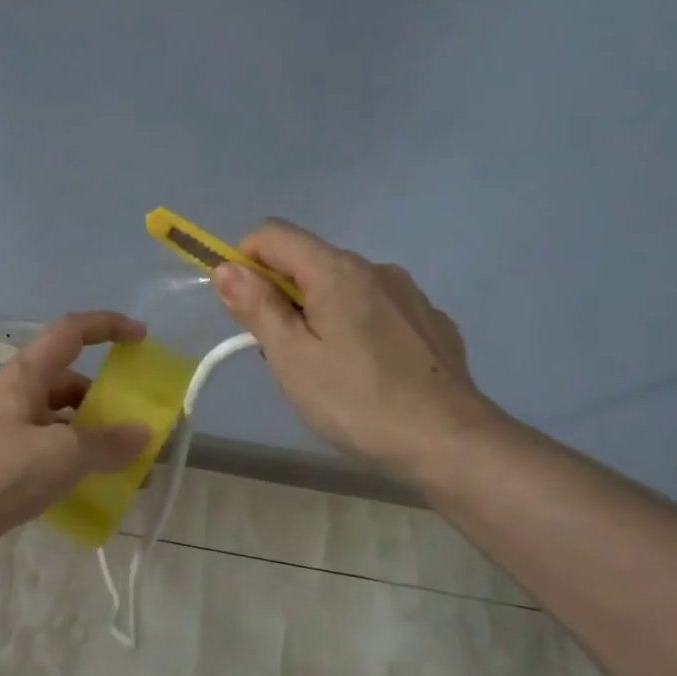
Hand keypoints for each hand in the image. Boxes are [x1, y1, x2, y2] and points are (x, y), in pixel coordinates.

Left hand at [0, 311, 152, 567]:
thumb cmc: (2, 472)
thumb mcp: (64, 455)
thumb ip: (108, 442)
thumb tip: (142, 434)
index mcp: (26, 375)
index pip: (71, 331)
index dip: (108, 327)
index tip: (141, 339)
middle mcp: (16, 394)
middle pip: (70, 382)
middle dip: (107, 402)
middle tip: (138, 429)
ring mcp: (6, 429)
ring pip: (61, 421)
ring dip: (94, 438)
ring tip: (127, 470)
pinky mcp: (2, 462)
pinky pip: (49, 451)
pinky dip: (75, 463)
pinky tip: (95, 490)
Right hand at [211, 219, 497, 482]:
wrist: (449, 441)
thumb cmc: (356, 401)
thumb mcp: (291, 358)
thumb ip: (258, 307)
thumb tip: (227, 268)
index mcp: (337, 271)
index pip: (274, 234)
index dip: (245, 261)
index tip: (243, 308)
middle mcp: (376, 269)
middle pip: (310, 262)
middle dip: (283, 297)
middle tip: (283, 355)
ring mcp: (411, 295)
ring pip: (346, 289)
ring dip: (322, 314)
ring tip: (327, 370)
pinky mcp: (432, 324)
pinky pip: (379, 312)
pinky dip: (359, 329)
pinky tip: (368, 374)